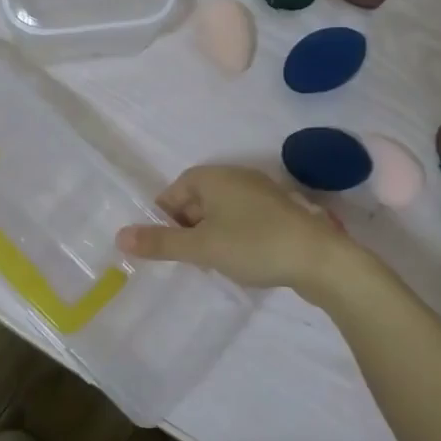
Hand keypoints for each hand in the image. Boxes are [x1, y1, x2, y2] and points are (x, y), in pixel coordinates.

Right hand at [114, 165, 354, 291]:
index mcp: (213, 177)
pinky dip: (233, 237)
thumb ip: (161, 243)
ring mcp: (261, 193)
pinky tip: (238, 261)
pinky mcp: (280, 213)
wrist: (321, 259)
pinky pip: (243, 220)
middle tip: (182, 259)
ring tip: (207, 263)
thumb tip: (119, 236)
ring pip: (221, 212)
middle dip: (185, 227)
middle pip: (197, 199)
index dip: (162, 217)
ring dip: (209, 234)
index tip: (161, 245)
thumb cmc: (254, 244)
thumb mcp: (201, 247)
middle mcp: (236, 177)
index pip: (174, 191)